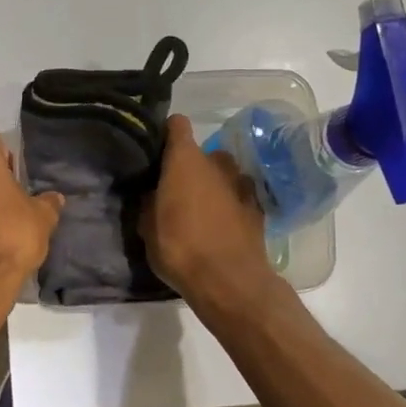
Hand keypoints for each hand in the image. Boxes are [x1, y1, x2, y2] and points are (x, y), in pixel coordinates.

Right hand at [140, 115, 278, 309]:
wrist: (230, 281)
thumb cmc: (180, 248)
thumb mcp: (147, 227)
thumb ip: (149, 201)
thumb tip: (152, 192)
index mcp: (185, 160)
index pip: (177, 125)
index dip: (167, 133)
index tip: (157, 150)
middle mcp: (216, 162)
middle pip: (201, 153)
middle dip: (189, 167)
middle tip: (175, 191)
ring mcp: (241, 183)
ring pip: (222, 174)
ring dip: (212, 184)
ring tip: (201, 209)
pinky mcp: (258, 206)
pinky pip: (238, 195)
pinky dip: (229, 203)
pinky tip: (221, 225)